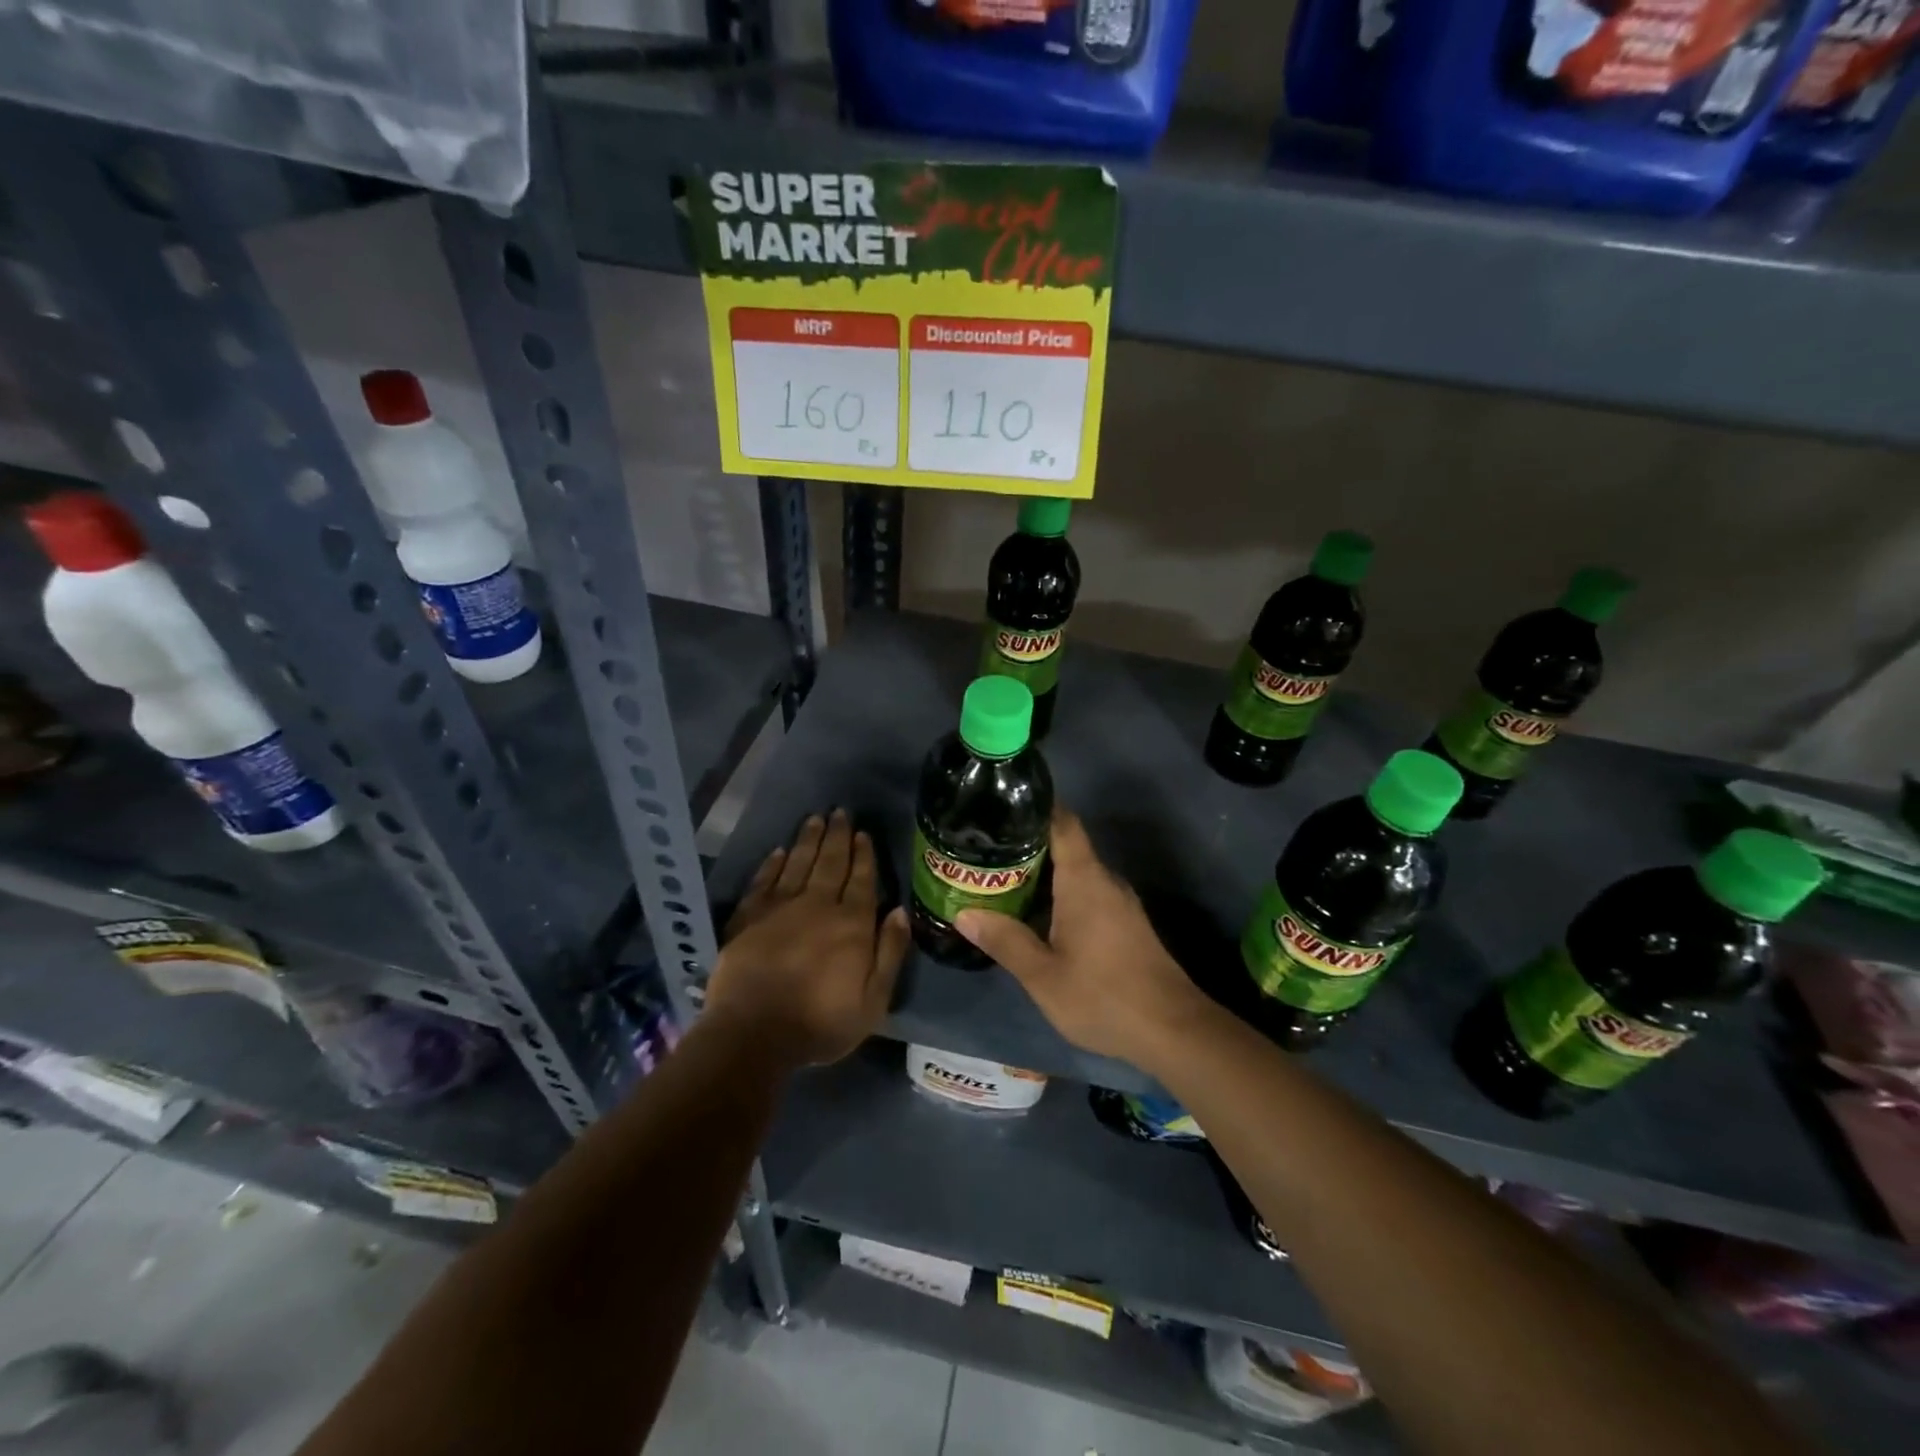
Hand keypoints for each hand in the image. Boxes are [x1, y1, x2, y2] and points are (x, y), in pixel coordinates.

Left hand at [705, 810, 908, 1068]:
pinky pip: (763, 881)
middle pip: (830, 862)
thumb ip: (889, 952)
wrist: (753, 1033)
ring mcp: (779, 907)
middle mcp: (817, 905)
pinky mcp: (748, 917)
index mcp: (851, 923)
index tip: (864, 833)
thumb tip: (899, 910)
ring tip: (815, 819)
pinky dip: (772, 863)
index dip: (864, 854)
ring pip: (797, 863)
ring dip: (808, 840)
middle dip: (837, 836)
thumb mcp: (872, 1000)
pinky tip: (778, 850)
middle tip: (840, 812)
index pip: (862, 879)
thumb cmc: (820, 1023)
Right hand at [955, 806, 1207, 1072]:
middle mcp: (1104, 880)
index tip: (999, 805)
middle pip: (1064, 845)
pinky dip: (1058, 893)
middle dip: (1025, 844)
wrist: (1172, 1030)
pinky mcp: (1125, 923)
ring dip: (1040, 873)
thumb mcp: (1043, 975)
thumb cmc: (1103, 995)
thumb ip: (1005, 940)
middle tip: (983, 850)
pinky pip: (1086, 893)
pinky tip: (1034, 913)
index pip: (1061, 821)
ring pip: (1074, 872)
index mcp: (1084, 879)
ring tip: (999, 878)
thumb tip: (963, 914)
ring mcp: (1118, 901)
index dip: (1033, 807)